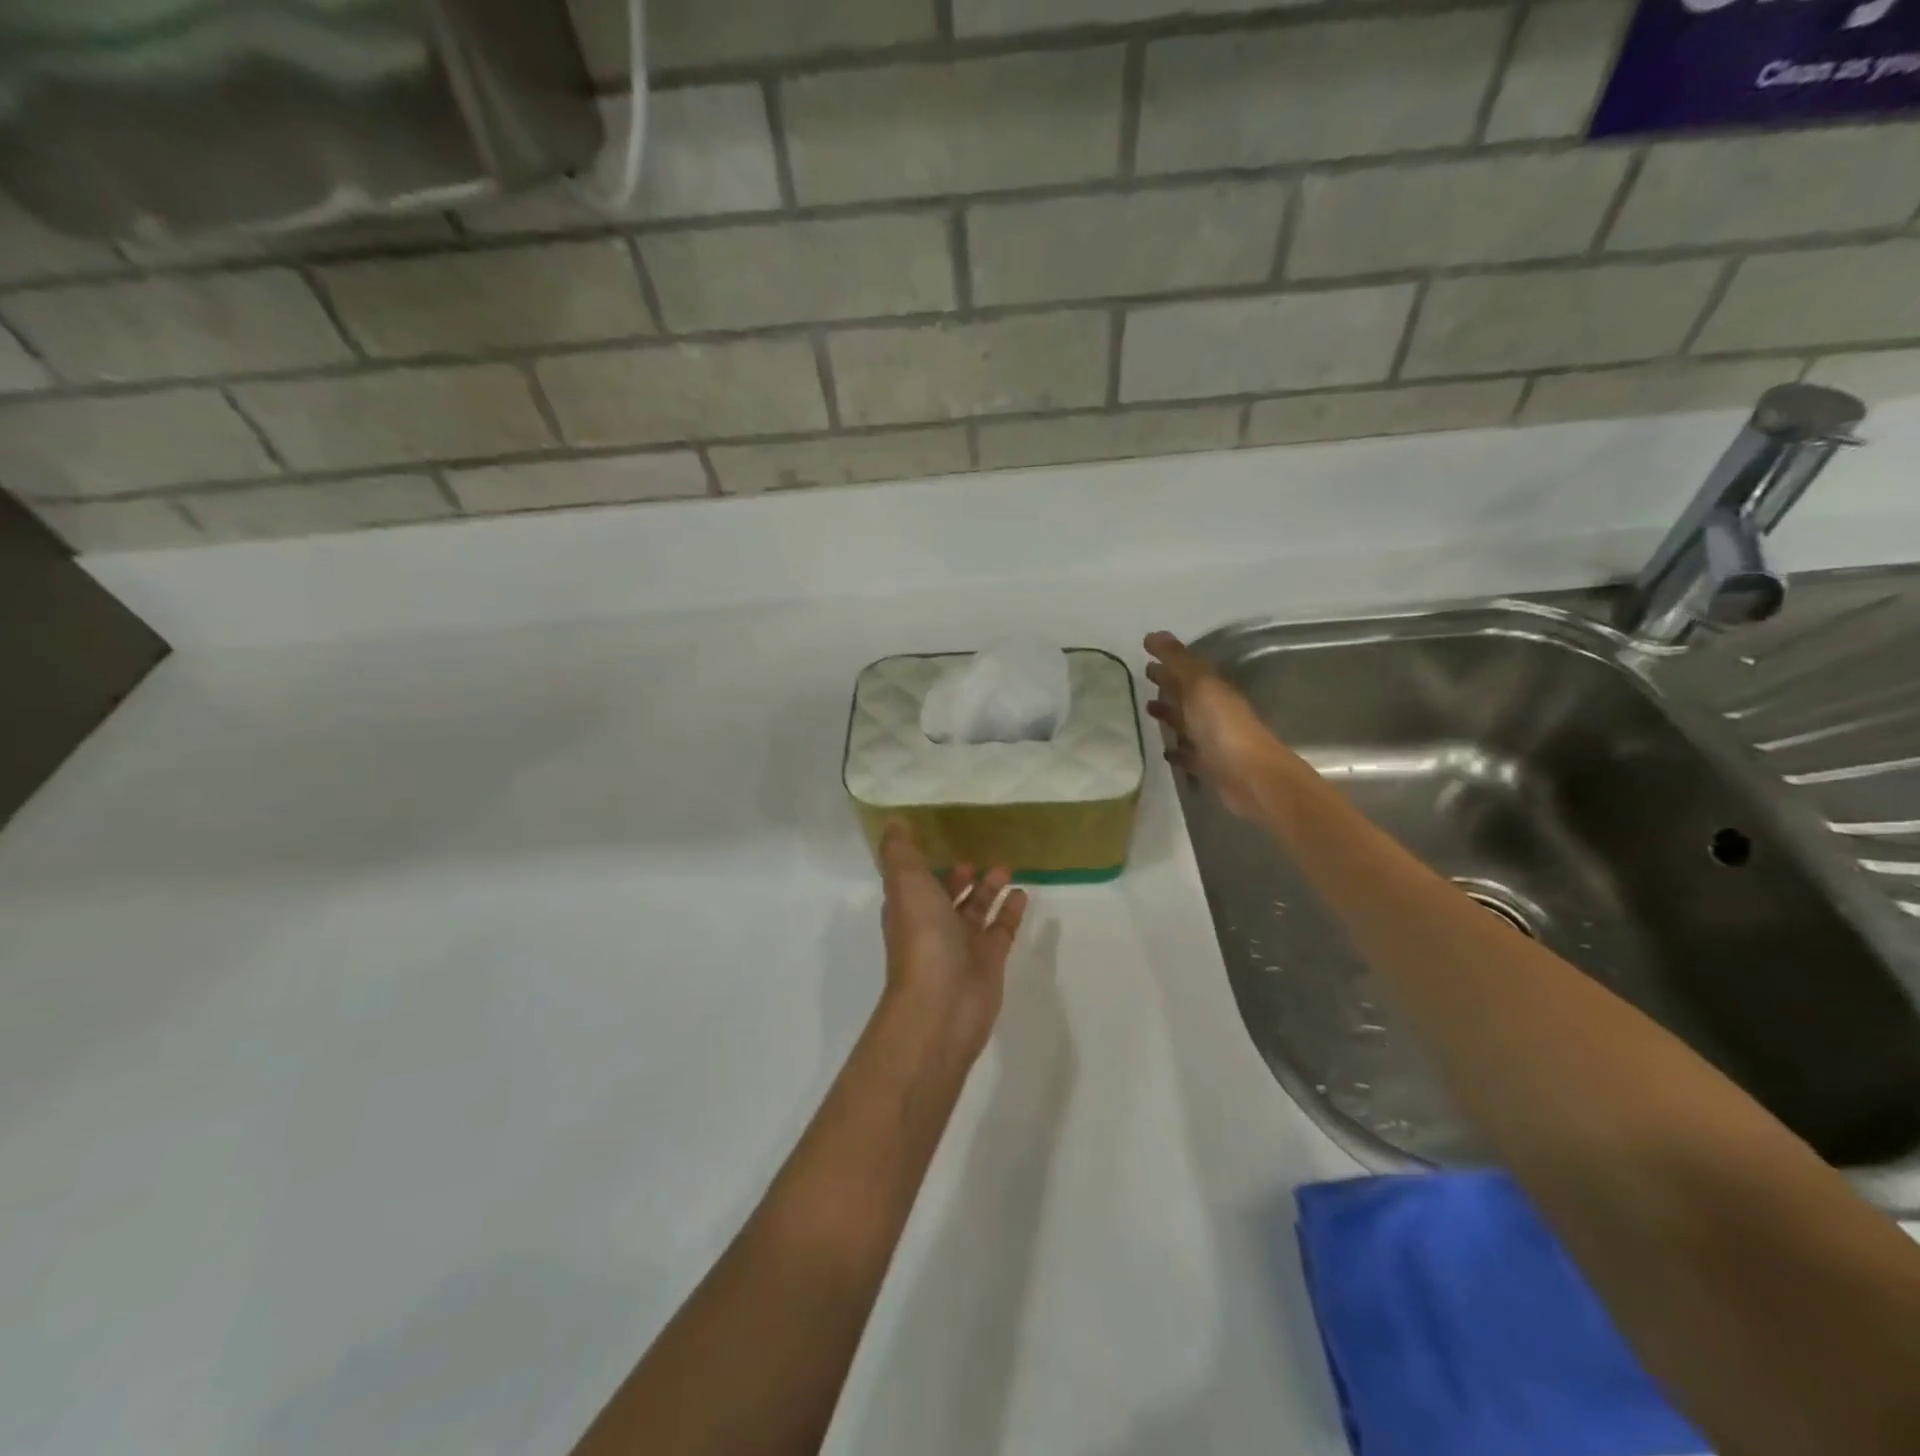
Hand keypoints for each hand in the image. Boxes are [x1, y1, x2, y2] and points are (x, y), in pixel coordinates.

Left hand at [878, 823, 1028, 1064]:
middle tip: (976, 854)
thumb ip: (901, 851)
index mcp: (908, 908)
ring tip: (1006, 866)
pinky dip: (1010, 912)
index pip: (913, 881)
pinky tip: (1022, 893)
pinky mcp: (989, 961)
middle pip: (946, 896)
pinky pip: (1001, 930)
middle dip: (958, 877)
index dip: (923, 863)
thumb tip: (894, 821)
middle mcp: (932, 926)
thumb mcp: (906, 883)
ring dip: (988, 889)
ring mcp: (961, 946)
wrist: (942, 1004)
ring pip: (976, 911)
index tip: (939, 839)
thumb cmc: (922, 937)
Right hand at [1145, 631, 1290, 820]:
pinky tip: (1164, 750)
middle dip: (1168, 685)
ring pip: (1187, 723)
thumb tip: (1152, 634)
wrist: (1251, 778)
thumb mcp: (1200, 686)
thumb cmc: (1224, 727)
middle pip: (1188, 694)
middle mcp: (1214, 712)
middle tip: (1145, 678)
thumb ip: (1177, 661)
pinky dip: (1177, 750)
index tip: (1146, 657)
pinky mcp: (1209, 767)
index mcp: (1214, 690)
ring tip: (1147, 710)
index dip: (1169, 662)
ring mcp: (1213, 740)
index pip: (1189, 671)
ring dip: (1170, 715)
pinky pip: (1189, 754)